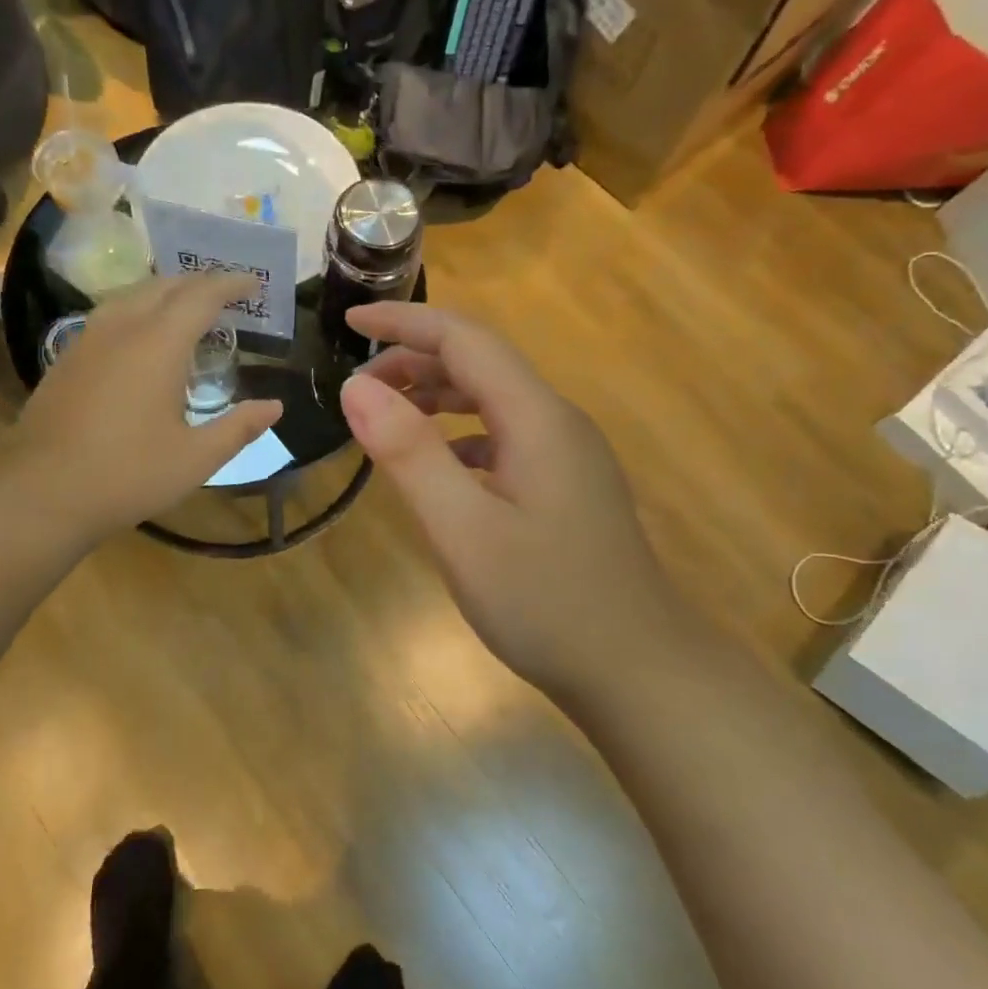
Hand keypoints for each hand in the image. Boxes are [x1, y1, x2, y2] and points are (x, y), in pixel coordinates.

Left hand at [6, 275, 282, 543]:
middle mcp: (122, 328)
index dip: (231, 284)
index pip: (202, 296)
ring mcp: (88, 340)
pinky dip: (139, 310)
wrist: (40, 493)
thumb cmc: (128, 475)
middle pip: (165, 286)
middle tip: (227, 293)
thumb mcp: (195, 458)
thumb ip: (238, 428)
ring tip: (189, 309)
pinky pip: (111, 314)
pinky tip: (143, 337)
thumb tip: (274, 407)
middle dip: (199, 283)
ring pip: (132, 295)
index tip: (253, 282)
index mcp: (158, 344)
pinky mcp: (67, 357)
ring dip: (166, 293)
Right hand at [340, 304, 678, 693]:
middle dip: (414, 360)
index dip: (405, 320)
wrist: (637, 671)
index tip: (349, 317)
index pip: (466, 339)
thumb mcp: (463, 530)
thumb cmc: (546, 602)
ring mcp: (566, 455)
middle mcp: (556, 422)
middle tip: (356, 387)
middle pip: (480, 364)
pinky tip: (436, 467)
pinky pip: (503, 437)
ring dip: (436, 396)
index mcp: (536, 418)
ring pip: (492, 400)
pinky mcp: (565, 486)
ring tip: (384, 417)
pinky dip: (459, 435)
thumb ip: (409, 455)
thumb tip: (357, 388)